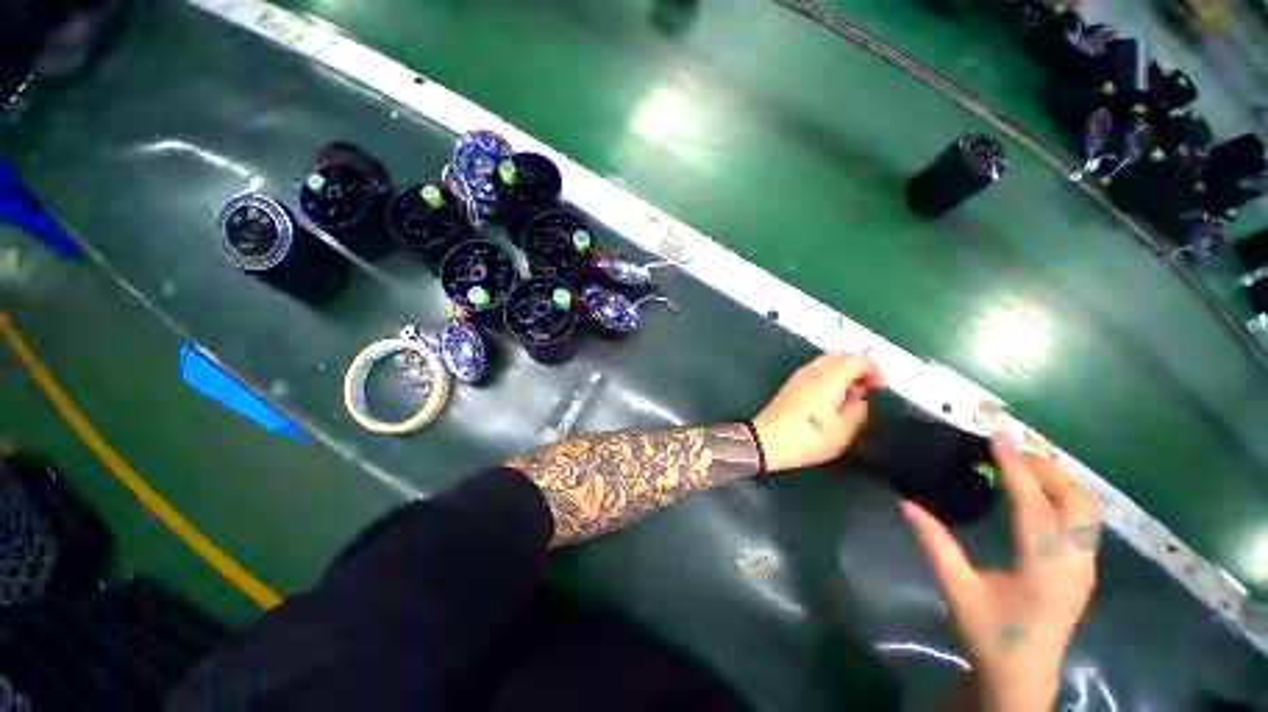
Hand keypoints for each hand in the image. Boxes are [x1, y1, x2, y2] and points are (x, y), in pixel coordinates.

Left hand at [752, 353, 882, 472]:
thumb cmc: (809, 437)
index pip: (857, 359)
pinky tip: (831, 397)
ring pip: (828, 362)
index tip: (879, 390)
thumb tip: (860, 396)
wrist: (768, 440)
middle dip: (859, 369)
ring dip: (843, 372)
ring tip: (850, 396)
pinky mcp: (791, 383)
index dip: (874, 370)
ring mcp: (799, 375)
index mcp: (830, 377)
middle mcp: (814, 370)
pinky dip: (829, 376)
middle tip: (867, 391)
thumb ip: (859, 409)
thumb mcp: (844, 431)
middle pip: (842, 356)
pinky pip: (816, 370)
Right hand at [901, 437, 1100, 711]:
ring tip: (1023, 467)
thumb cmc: (990, 633)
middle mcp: (1074, 560)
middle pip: (1074, 499)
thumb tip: (905, 502)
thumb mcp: (957, 588)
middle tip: (1007, 451)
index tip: (997, 438)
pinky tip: (1040, 497)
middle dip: (1044, 467)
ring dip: (1058, 480)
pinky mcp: (1085, 568)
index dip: (1016, 467)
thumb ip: (934, 543)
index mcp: (1043, 565)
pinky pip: (1084, 520)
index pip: (1034, 503)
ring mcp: (1086, 564)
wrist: (1025, 675)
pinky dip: (1064, 496)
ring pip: (1086, 507)